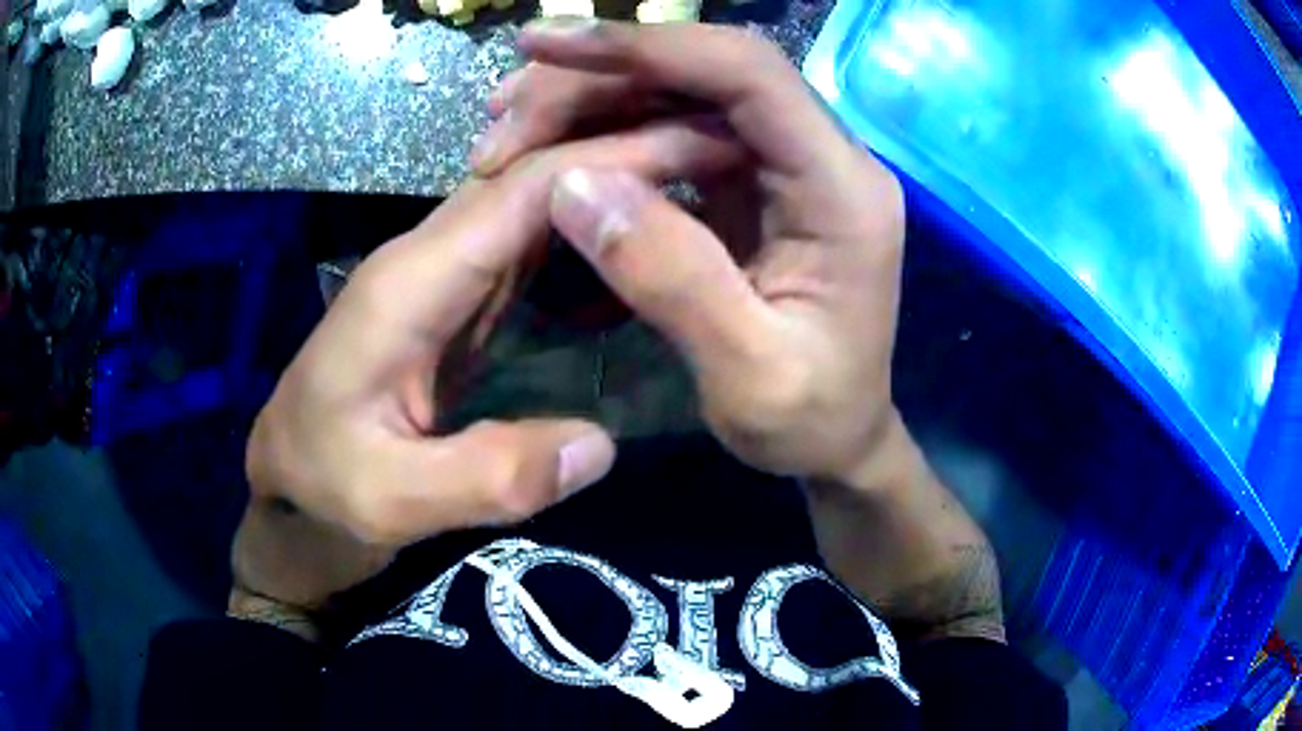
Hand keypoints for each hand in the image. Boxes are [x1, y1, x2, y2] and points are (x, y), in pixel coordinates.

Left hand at [234, 119, 742, 625]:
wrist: (286, 487)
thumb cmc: (322, 489)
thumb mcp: (389, 502)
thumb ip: (486, 477)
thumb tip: (601, 445)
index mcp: (411, 282)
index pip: (523, 190)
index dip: (613, 161)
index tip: (699, 147)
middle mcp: (428, 259)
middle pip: (534, 177)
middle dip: (626, 152)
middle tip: (719, 153)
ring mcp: (441, 278)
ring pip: (535, 204)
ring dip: (611, 183)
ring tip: (694, 180)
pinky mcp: (453, 304)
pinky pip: (530, 247)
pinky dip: (587, 229)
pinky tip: (630, 237)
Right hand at [474, 21, 907, 483]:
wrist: (838, 439)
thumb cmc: (810, 421)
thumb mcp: (748, 375)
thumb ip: (672, 278)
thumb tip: (571, 183)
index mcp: (842, 191)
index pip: (748, 74)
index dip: (647, 46)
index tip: (546, 45)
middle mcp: (824, 157)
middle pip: (707, 72)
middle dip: (599, 75)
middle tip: (504, 108)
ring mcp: (788, 165)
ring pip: (685, 94)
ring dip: (595, 97)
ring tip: (510, 124)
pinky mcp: (756, 182)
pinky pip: (678, 131)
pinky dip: (610, 130)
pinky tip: (555, 148)